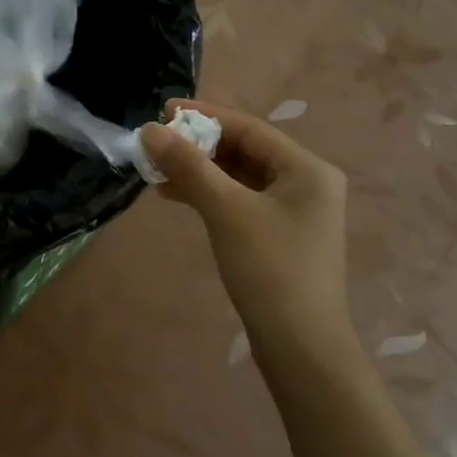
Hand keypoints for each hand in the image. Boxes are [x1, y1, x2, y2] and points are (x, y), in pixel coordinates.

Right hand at [140, 100, 351, 349]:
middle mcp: (306, 183)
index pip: (249, 128)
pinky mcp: (280, 235)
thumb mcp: (226, 210)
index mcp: (306, 168)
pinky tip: (176, 196)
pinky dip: (210, 194)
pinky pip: (240, 200)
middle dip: (198, 145)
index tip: (163, 110)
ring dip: (199, 171)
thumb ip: (188, 166)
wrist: (300, 347)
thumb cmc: (269, 269)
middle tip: (156, 143)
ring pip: (239, 177)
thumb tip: (150, 130)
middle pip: (245, 150)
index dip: (205, 115)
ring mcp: (294, 211)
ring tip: (157, 171)